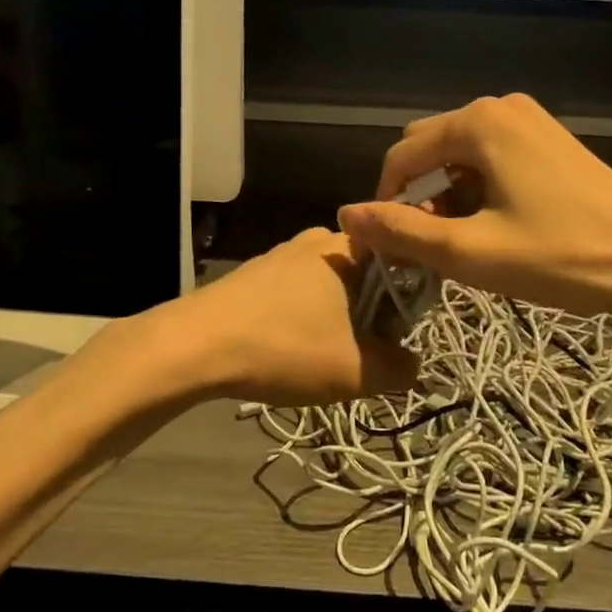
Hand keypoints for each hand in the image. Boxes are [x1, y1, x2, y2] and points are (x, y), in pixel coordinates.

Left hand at [170, 229, 417, 406]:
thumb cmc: (285, 348)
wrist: (195, 345)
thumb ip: (398, 369)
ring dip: (338, 318)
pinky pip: (298, 291)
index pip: (399, 262)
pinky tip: (291, 348)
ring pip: (330, 285)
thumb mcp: (354, 371)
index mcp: (348, 249)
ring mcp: (282, 254)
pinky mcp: (255, 272)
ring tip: (326, 357)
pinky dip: (306, 317)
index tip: (400, 337)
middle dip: (372, 314)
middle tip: (365, 354)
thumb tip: (416, 367)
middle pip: (365, 275)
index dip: (408, 300)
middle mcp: (317, 240)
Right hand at [337, 93, 611, 327]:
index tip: (388, 248)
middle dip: (418, 194)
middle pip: (430, 147)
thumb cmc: (560, 256)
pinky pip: (491, 154)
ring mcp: (530, 118)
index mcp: (478, 122)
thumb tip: (346, 216)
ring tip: (464, 241)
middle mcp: (501, 106)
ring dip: (447, 193)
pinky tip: (495, 223)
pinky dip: (477, 185)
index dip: (385, 202)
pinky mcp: (550, 138)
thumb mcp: (471, 252)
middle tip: (431, 247)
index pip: (402, 155)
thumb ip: (402, 232)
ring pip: (460, 153)